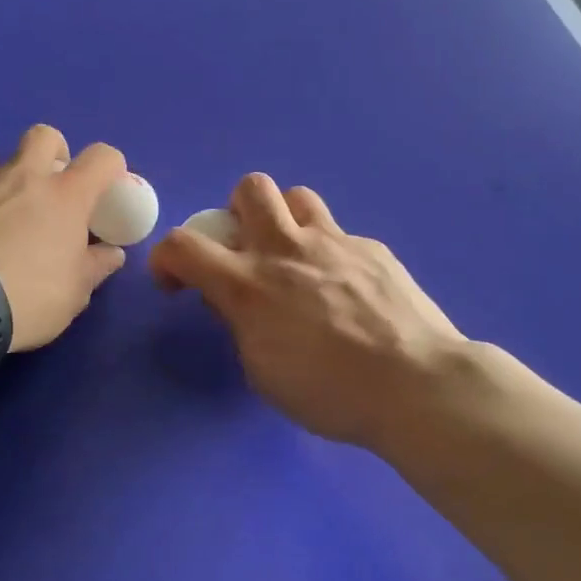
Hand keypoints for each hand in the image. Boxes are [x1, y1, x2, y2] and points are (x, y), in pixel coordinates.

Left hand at [0, 126, 127, 351]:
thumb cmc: (26, 296)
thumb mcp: (74, 293)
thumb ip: (95, 267)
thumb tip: (110, 253)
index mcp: (65, 195)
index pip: (102, 157)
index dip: (111, 167)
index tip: (107, 188)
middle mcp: (23, 177)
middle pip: (43, 135)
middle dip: (52, 152)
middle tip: (50, 184)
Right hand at [148, 174, 467, 447]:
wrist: (414, 382)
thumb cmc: (330, 393)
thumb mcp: (263, 371)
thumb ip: (241, 324)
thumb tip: (233, 300)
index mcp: (248, 284)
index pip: (183, 245)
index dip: (166, 257)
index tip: (175, 281)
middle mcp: (286, 249)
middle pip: (251, 188)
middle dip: (237, 211)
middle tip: (248, 250)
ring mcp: (334, 241)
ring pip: (298, 197)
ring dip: (286, 220)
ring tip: (297, 257)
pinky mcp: (372, 247)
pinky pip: (341, 235)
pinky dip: (331, 254)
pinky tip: (350, 291)